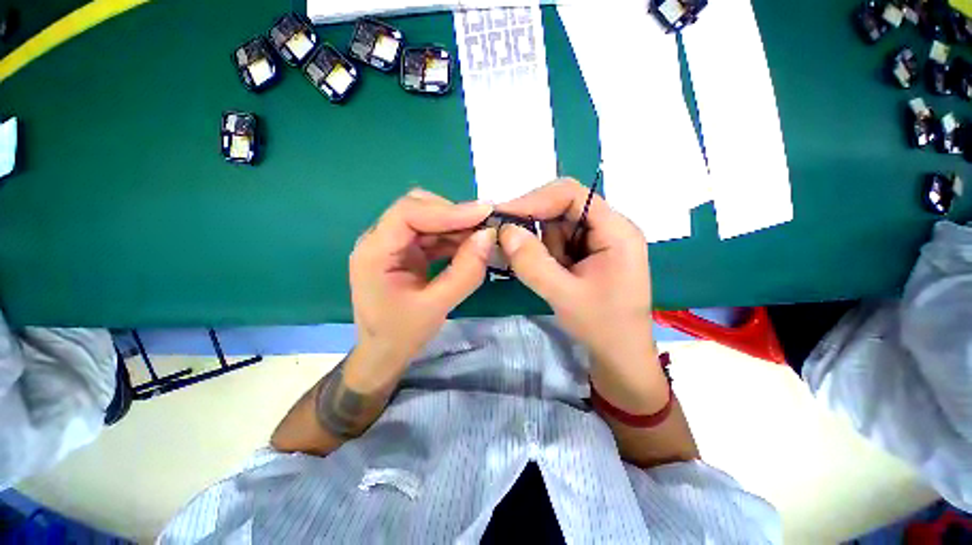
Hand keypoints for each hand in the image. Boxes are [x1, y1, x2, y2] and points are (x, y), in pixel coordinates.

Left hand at [349, 188, 494, 381]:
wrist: (384, 352)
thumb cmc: (402, 334)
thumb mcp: (437, 307)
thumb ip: (465, 272)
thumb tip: (488, 236)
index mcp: (374, 252)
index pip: (407, 214)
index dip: (447, 210)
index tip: (483, 214)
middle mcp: (380, 240)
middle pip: (418, 209)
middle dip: (454, 215)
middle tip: (485, 226)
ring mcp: (394, 244)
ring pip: (428, 219)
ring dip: (457, 225)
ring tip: (483, 236)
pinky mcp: (406, 251)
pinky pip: (432, 234)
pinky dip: (453, 237)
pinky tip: (470, 246)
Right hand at [498, 179, 665, 412]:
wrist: (621, 355)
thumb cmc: (602, 327)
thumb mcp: (564, 296)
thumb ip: (533, 263)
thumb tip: (505, 231)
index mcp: (615, 230)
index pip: (571, 195)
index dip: (535, 200)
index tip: (504, 216)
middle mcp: (610, 227)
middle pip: (563, 208)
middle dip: (536, 227)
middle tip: (512, 246)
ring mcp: (600, 239)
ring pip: (558, 226)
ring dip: (542, 247)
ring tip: (550, 276)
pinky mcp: (590, 252)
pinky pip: (560, 241)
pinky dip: (547, 254)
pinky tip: (551, 275)